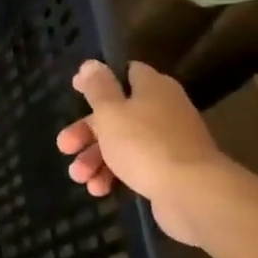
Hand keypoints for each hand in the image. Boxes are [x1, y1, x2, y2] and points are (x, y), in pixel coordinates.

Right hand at [56, 60, 225, 244]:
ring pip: (123, 143)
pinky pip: (136, 166)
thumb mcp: (110, 111)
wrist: (193, 195)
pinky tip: (99, 189)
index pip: (127, 73)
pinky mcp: (171, 170)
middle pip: (117, 113)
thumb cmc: (145, 144)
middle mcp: (164, 110)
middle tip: (65, 146)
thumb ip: (97, 87)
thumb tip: (91, 63)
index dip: (99, 81)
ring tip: (79, 177)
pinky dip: (115, 175)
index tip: (75, 90)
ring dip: (96, 158)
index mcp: (153, 88)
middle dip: (87, 132)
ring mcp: (170, 142)